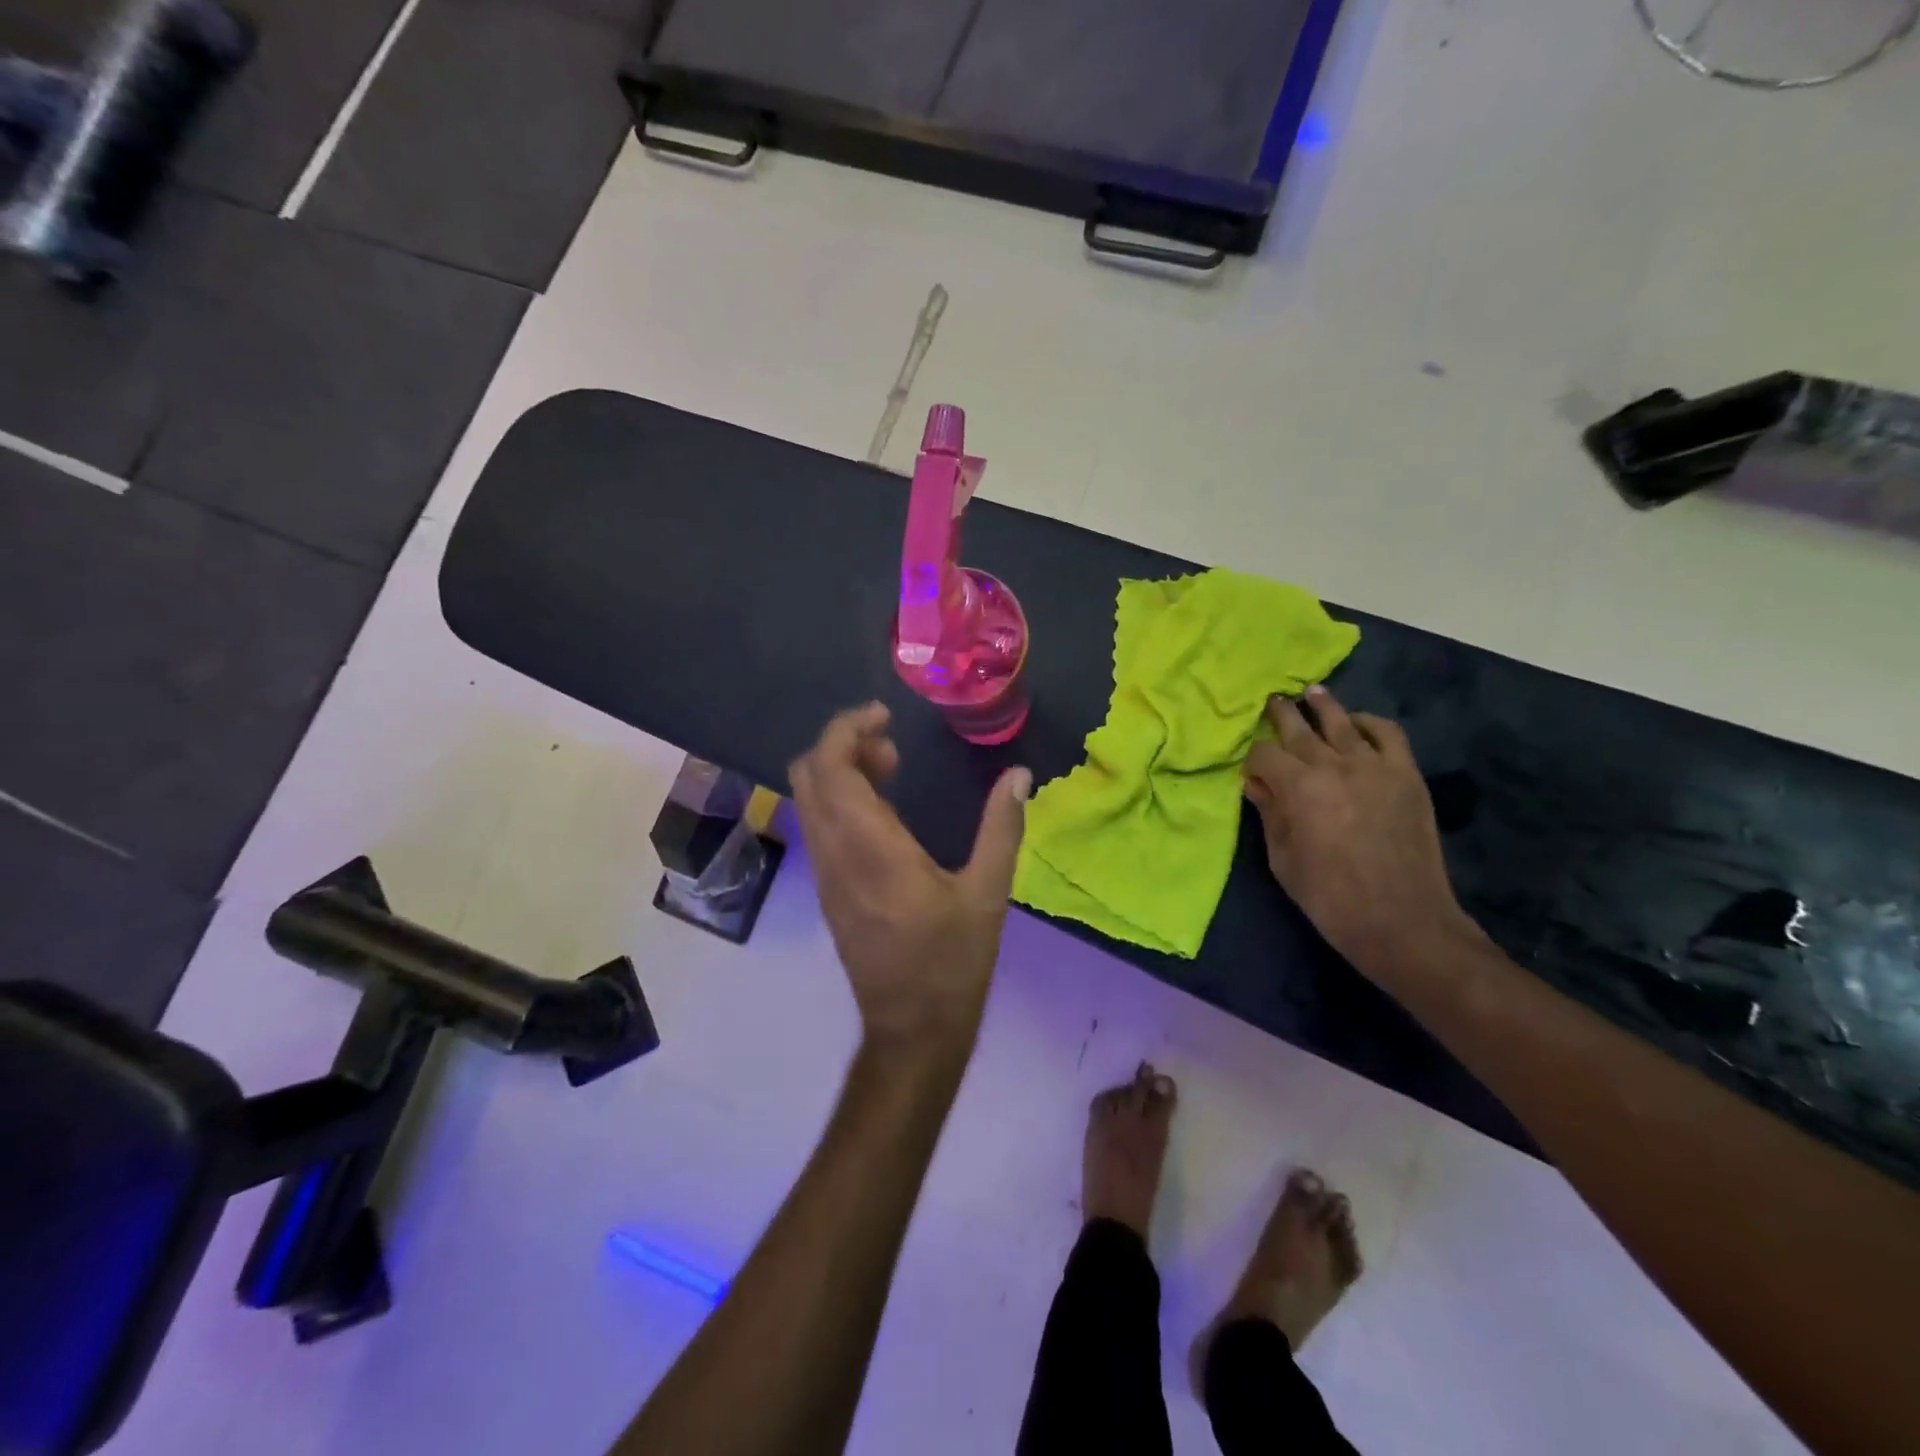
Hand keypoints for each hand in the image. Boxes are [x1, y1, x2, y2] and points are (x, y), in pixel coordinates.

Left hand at [790, 703, 1031, 1066]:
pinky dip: (841, 799)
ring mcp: (825, 874)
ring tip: (893, 769)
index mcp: (870, 849)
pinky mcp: (828, 890)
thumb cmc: (952, 963)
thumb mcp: (987, 894)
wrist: (911, 1031)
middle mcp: (835, 855)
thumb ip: (1001, 828)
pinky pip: (820, 825)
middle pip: (808, 775)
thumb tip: (1019, 774)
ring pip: (810, 800)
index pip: (830, 768)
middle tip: (891, 744)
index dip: (846, 729)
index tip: (884, 716)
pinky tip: (885, 811)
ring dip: (841, 771)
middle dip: (842, 744)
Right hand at [1243, 686, 1476, 972]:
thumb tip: (1257, 784)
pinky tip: (1357, 724)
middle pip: (1299, 728)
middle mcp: (1334, 766)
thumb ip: (1270, 815)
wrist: (1403, 921)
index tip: (1251, 772)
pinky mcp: (1406, 775)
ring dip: (1322, 705)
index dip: (1252, 760)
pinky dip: (1369, 723)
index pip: (1265, 755)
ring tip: (1311, 692)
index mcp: (1298, 788)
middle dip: (1281, 714)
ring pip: (1342, 721)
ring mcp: (1375, 767)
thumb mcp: (1283, 860)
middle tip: (1272, 701)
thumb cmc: (1330, 899)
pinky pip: (1387, 734)